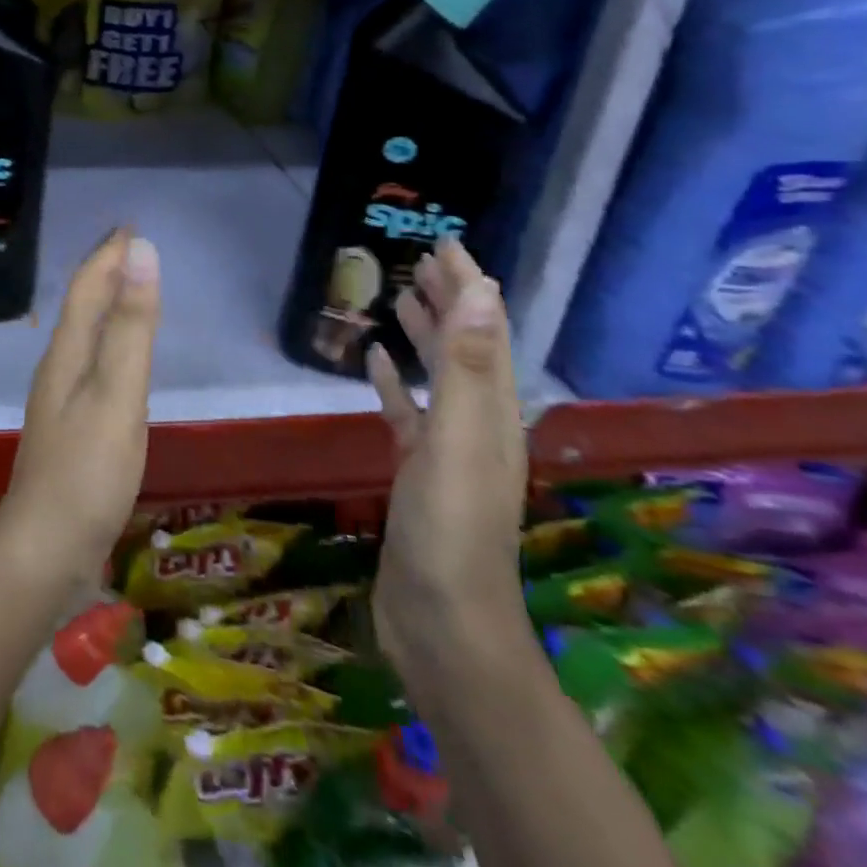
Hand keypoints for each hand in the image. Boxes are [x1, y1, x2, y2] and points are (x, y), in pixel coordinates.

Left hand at [0, 228, 160, 591]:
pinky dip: (108, 342)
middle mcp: (58, 368)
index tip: (130, 227)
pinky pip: (92, 363)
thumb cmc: (86, 471)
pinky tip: (118, 359)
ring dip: (105, 305)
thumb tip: (141, 252)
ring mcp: (61, 400)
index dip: (108, 255)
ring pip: (85, 334)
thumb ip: (131, 326)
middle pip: (82, 307)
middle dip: (105, 272)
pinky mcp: (71, 428)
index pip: (87, 288)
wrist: (45, 549)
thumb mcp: (118, 393)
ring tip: (128, 290)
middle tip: (131, 249)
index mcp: (67, 353)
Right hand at [368, 238, 528, 684]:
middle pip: (464, 346)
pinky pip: (406, 411)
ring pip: (437, 375)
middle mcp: (476, 422)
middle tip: (420, 258)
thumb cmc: (449, 528)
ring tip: (399, 296)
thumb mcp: (457, 440)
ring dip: (423, 334)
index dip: (468, 284)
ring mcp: (446, 448)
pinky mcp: (417, 470)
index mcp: (492, 411)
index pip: (484, 330)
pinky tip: (374, 363)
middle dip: (448, 299)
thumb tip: (483, 290)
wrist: (442, 624)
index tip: (445, 242)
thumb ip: (466, 366)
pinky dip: (394, 382)